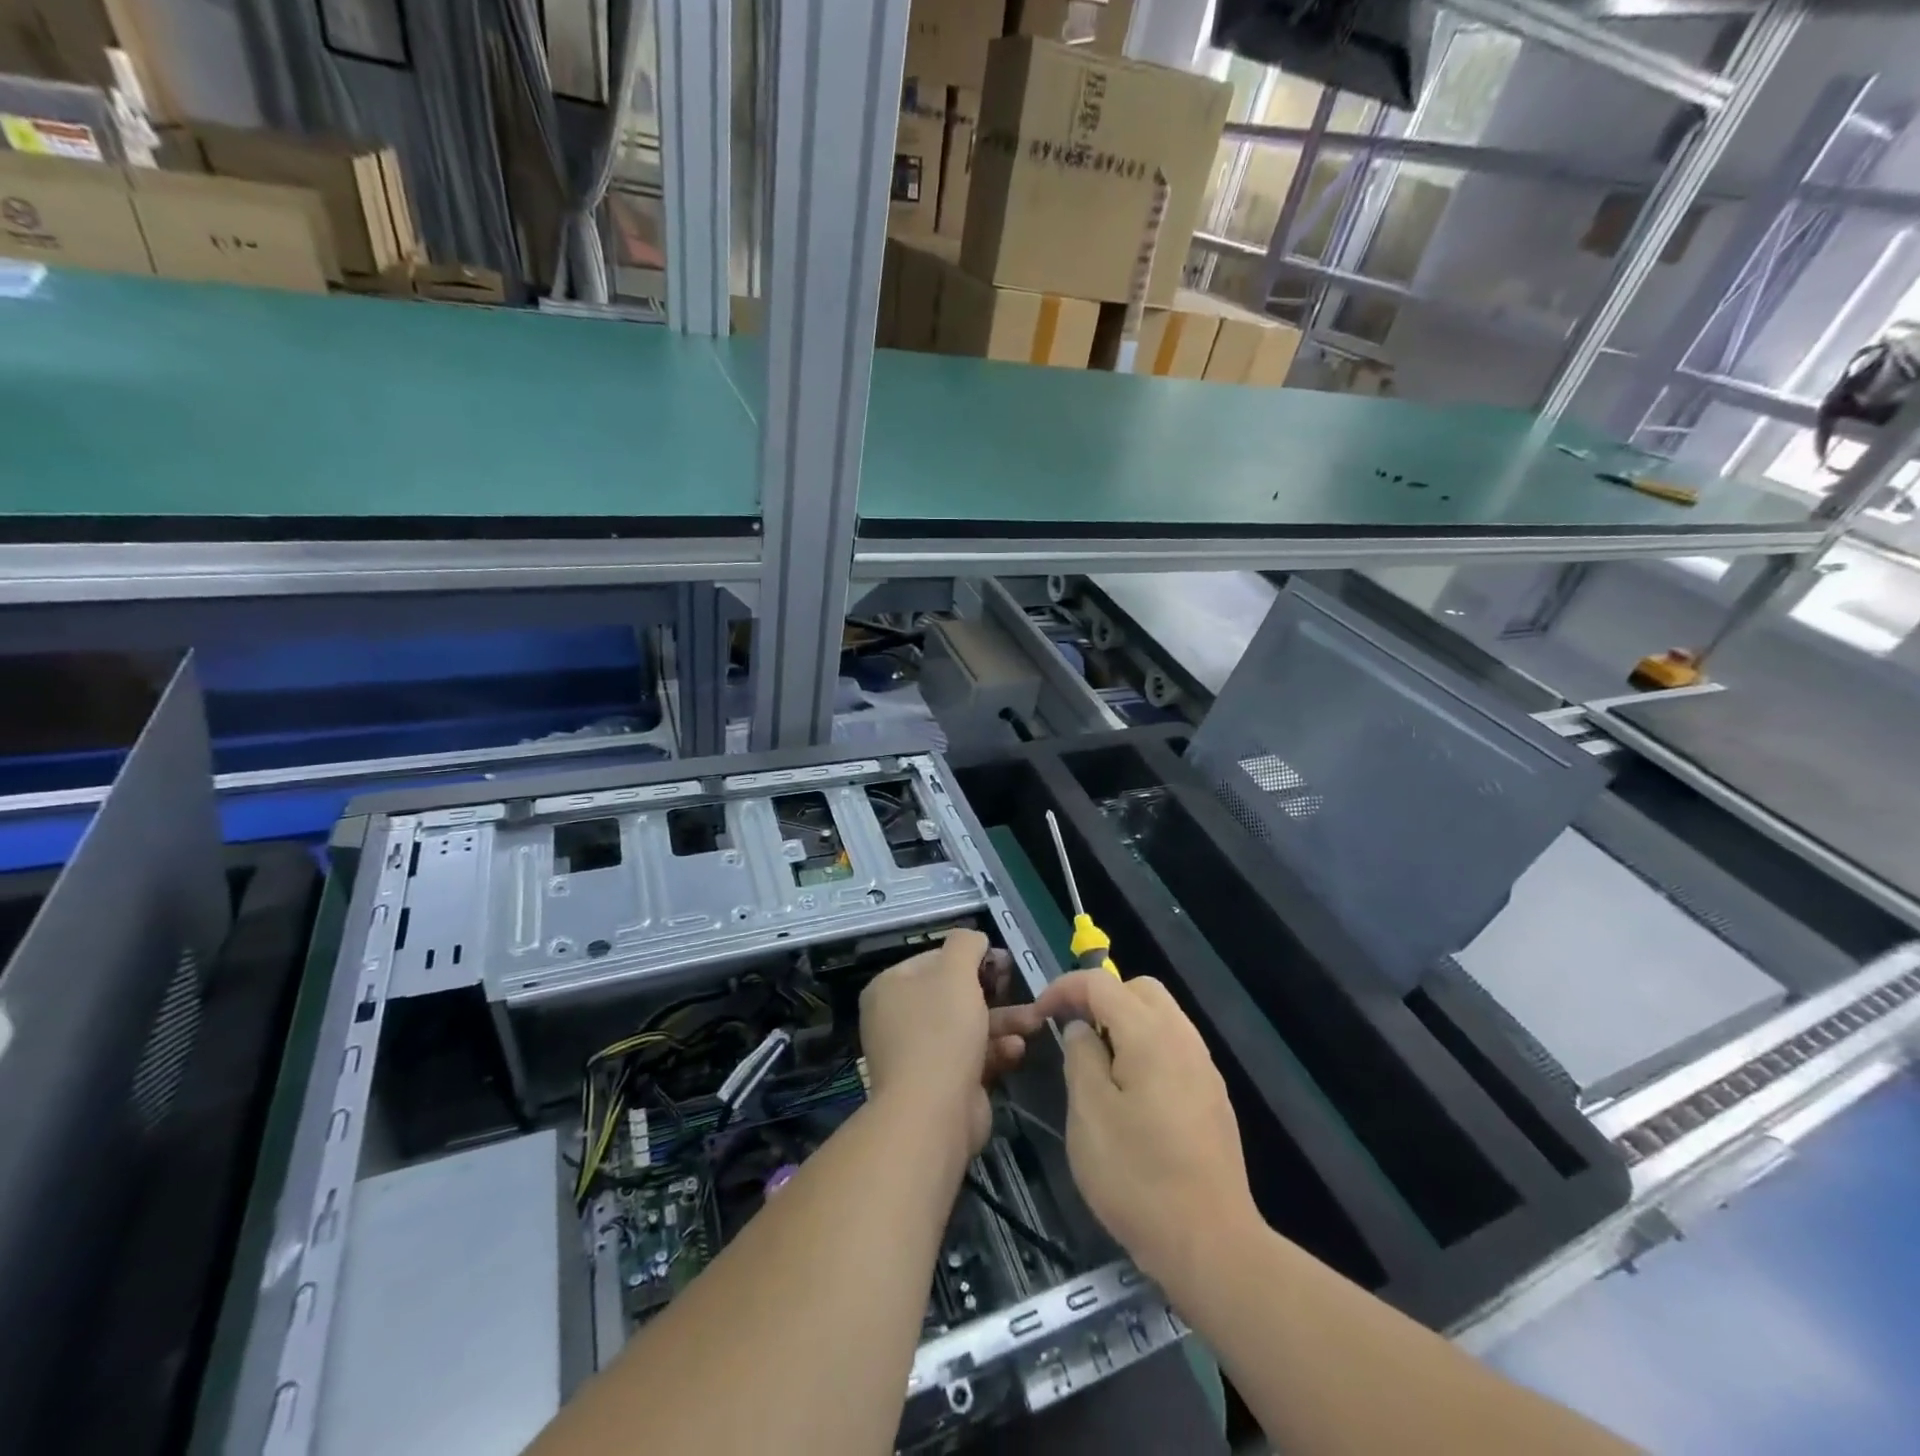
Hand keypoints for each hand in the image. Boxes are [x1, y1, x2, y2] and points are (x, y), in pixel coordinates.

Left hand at [859, 929, 1034, 1159]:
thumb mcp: (956, 971)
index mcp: (891, 987)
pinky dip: (995, 1051)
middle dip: (994, 993)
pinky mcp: (940, 1083)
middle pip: (953, 993)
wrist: (933, 1113)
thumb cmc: (941, 1030)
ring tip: (1035, 1022)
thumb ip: (966, 944)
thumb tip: (975, 940)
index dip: (971, 957)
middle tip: (1019, 987)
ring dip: (1003, 1022)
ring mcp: (918, 1054)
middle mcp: (898, 1018)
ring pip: (967, 1026)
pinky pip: (971, 1057)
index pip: (934, 959)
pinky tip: (1018, 1050)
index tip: (1003, 963)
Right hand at [1030, 971, 1258, 1288]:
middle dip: (1100, 998)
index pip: (1101, 984)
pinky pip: (1174, 1046)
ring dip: (1125, 1021)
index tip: (1039, 1013)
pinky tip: (1130, 1090)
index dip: (1064, 988)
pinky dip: (1146, 1046)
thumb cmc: (1137, 1177)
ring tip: (1097, 1061)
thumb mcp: (1089, 1114)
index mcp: (1150, 1034)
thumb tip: (1081, 1029)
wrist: (1211, 1244)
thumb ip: (1080, 1057)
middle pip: (1139, 989)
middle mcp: (1183, 1038)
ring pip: (1161, 1016)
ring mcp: (1203, 1067)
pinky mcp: (1212, 1096)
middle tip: (1072, 1031)